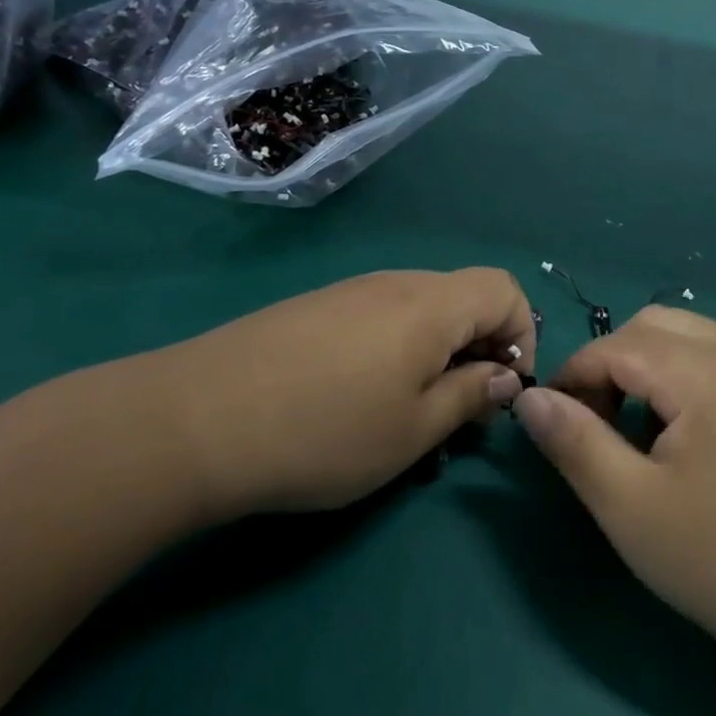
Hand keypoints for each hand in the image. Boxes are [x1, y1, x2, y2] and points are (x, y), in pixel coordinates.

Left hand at [130, 268, 534, 520]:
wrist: (194, 420)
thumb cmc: (324, 432)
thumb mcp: (413, 430)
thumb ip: (471, 396)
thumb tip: (504, 377)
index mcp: (431, 304)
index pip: (506, 290)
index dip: (522, 336)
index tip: (502, 391)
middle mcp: (395, 283)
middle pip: (464, 297)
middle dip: (481, 349)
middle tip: (460, 411)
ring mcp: (349, 292)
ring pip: (421, 310)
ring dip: (438, 353)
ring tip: (410, 410)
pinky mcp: (314, 308)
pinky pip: (379, 317)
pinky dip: (396, 349)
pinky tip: (359, 397)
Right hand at [515, 306, 715, 662]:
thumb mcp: (629, 506)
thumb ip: (574, 442)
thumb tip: (529, 398)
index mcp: (705, 372)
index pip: (617, 346)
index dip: (574, 374)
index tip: (551, 419)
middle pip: (653, 325)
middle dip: (609, 362)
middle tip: (591, 421)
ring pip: (686, 336)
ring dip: (645, 365)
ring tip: (630, 426)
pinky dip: (680, 374)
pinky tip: (678, 431)